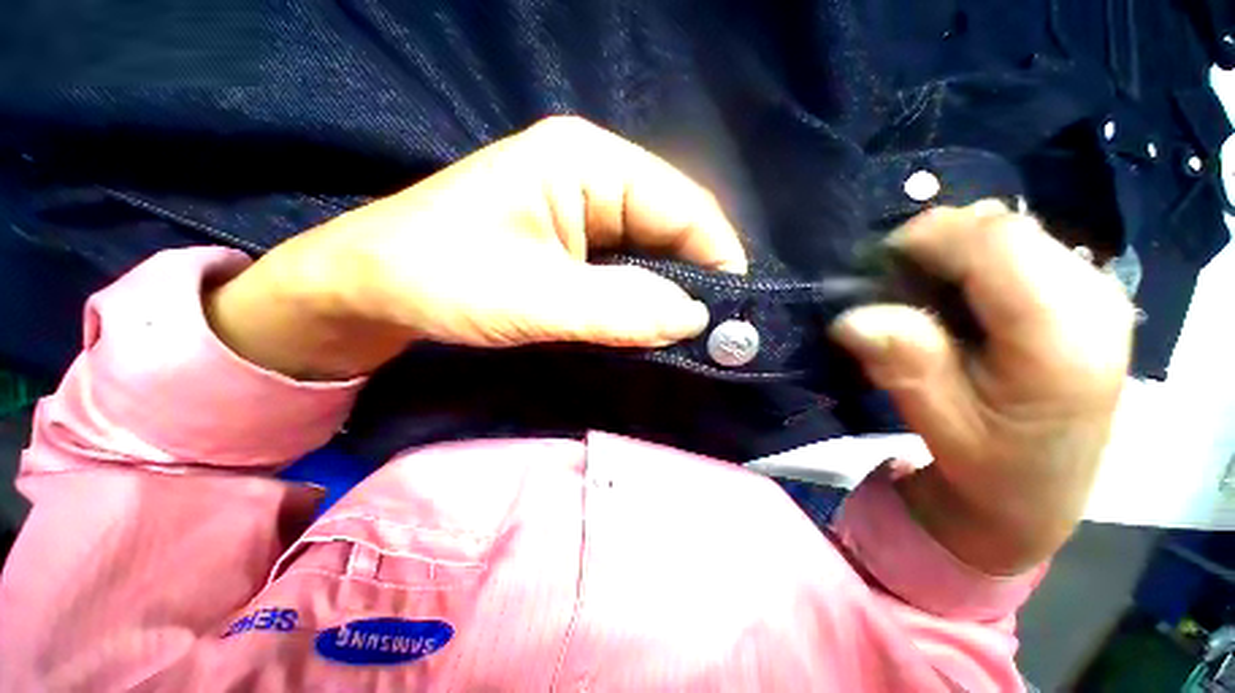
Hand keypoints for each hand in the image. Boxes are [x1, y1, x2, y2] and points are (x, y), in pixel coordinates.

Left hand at [206, 117, 746, 379]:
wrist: (373, 287)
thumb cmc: (441, 279)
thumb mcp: (535, 297)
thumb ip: (621, 308)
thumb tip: (695, 320)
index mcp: (588, 161)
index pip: (684, 205)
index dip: (717, 258)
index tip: (733, 315)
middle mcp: (594, 175)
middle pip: (672, 228)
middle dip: (695, 280)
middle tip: (713, 335)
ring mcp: (583, 209)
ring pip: (651, 252)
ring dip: (669, 294)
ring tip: (687, 336)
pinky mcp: (571, 242)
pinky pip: (626, 268)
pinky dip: (642, 299)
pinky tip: (647, 326)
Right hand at [830, 202, 1133, 574]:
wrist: (1043, 492)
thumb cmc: (992, 467)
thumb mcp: (940, 423)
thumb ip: (906, 365)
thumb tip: (852, 318)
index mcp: (1063, 339)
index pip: (995, 241)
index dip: (925, 240)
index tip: (876, 272)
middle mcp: (1094, 298)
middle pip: (1002, 225)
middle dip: (935, 245)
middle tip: (895, 291)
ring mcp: (1096, 289)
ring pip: (1008, 228)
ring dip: (952, 253)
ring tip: (925, 299)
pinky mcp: (1084, 290)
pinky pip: (1018, 245)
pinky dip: (973, 260)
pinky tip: (959, 301)